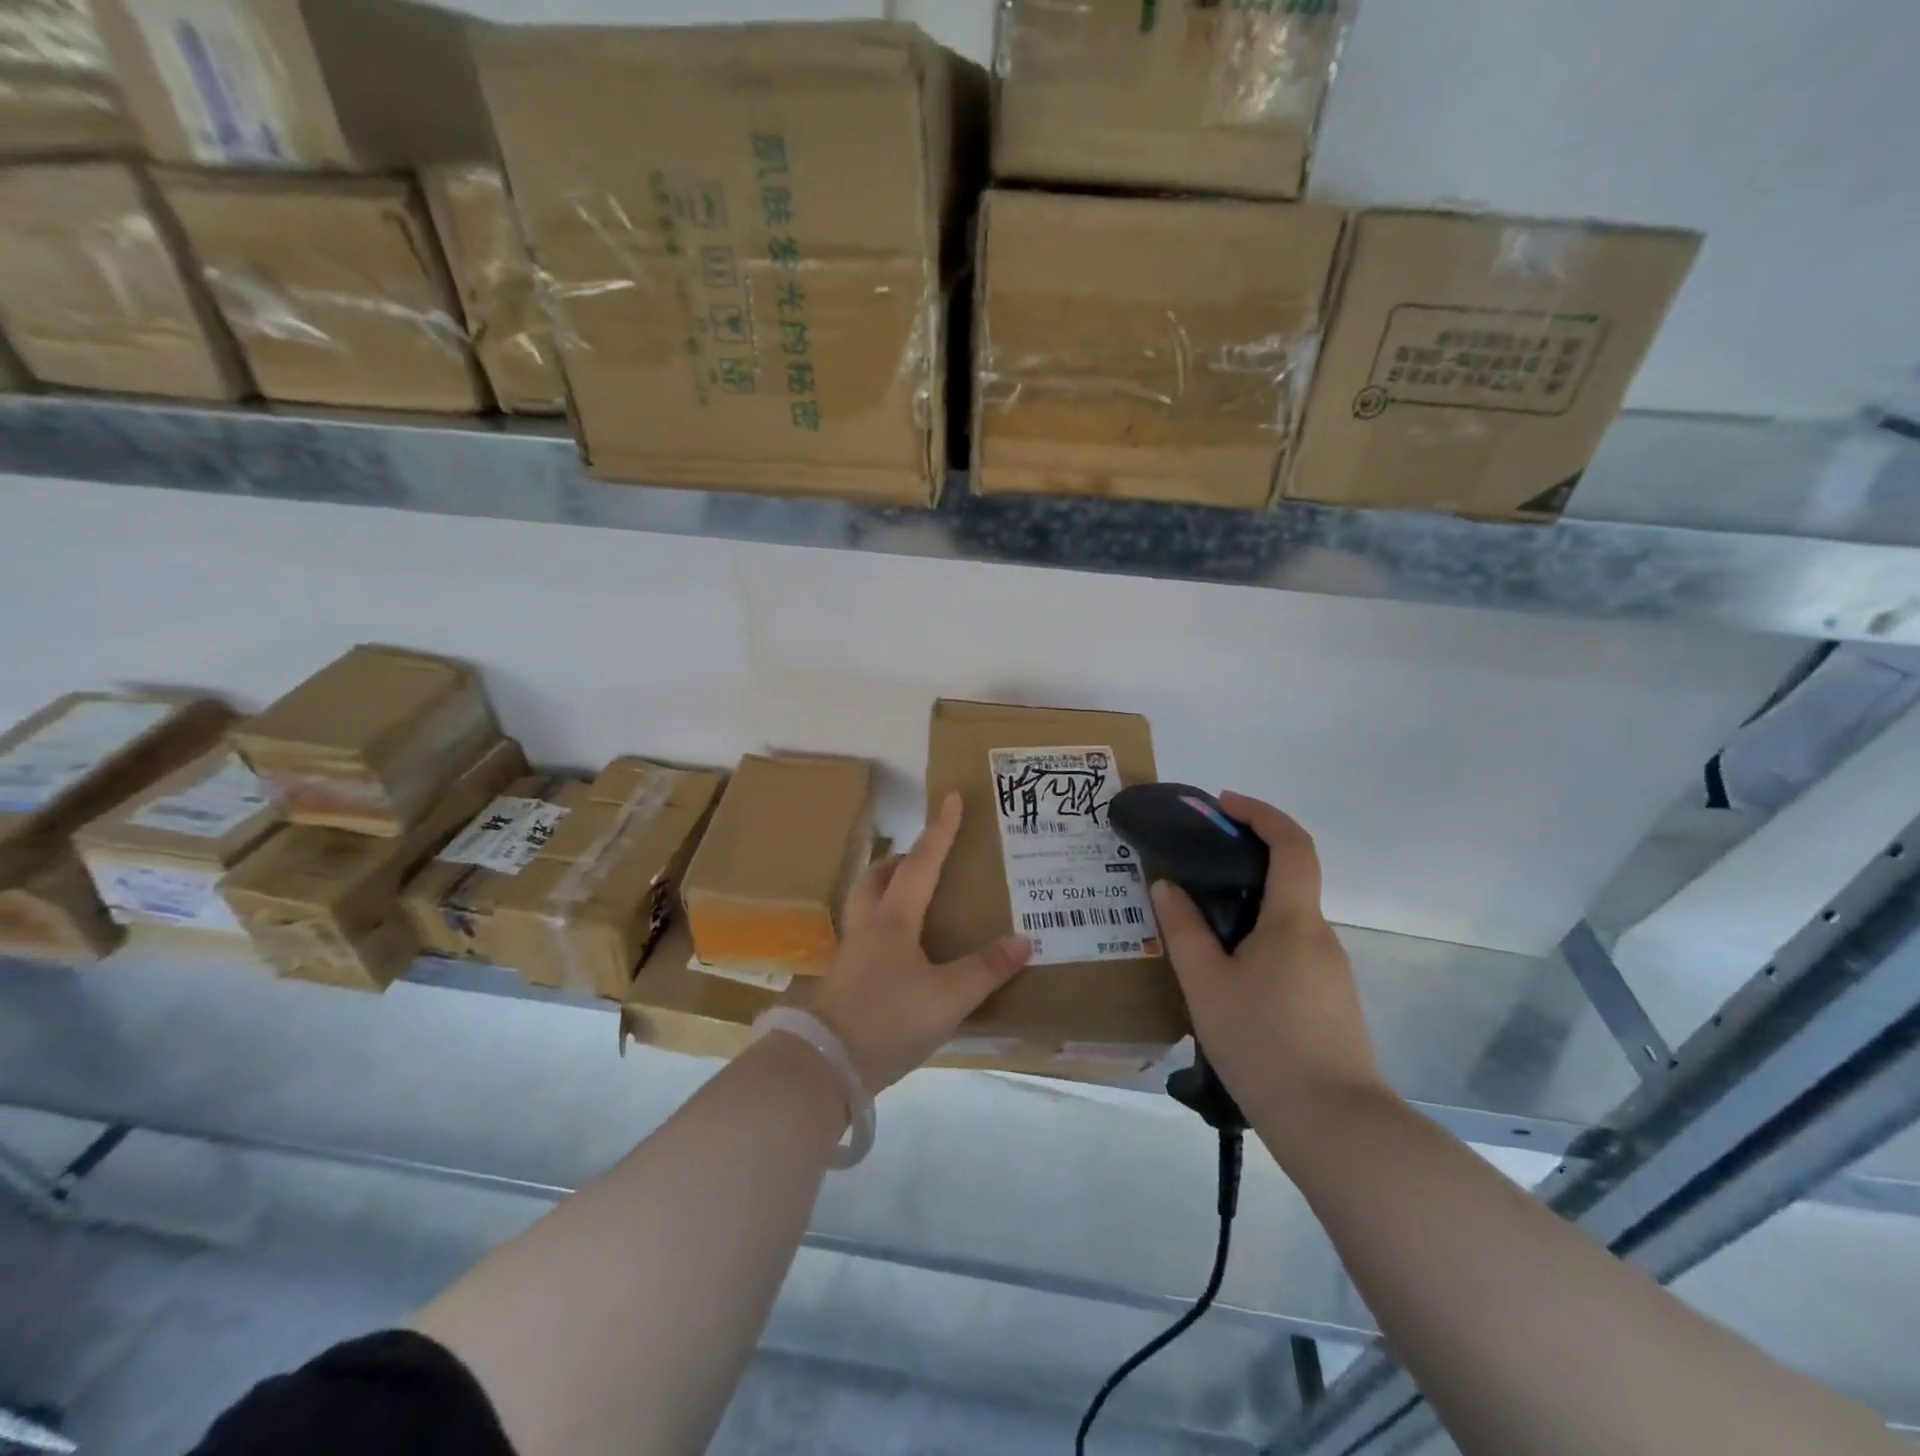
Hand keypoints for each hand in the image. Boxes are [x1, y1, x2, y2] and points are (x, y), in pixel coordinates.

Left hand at [812, 793, 1032, 1093]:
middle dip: (901, 859)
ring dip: (886, 888)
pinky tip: (900, 950)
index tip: (951, 798)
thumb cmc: (888, 1020)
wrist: (826, 1065)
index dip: (940, 831)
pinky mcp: (844, 978)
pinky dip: (883, 924)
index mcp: (894, 919)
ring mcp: (851, 952)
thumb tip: (1023, 940)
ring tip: (913, 899)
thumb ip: (985, 969)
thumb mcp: (947, 998)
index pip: (921, 863)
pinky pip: (865, 933)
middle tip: (926, 858)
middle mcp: (868, 926)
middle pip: (877, 877)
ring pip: (865, 903)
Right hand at [1150, 792, 1388, 1144]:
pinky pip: (1290, 950)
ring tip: (1197, 929)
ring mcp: (1331, 970)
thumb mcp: (1206, 984)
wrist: (1334, 1126)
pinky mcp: (1330, 1000)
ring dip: (1247, 907)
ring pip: (1286, 920)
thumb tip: (1167, 886)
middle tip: (1193, 869)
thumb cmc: (1264, 1043)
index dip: (1261, 813)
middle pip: (1289, 879)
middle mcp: (1321, 936)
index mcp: (1294, 920)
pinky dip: (1258, 940)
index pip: (1292, 844)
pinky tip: (1226, 975)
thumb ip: (1183, 930)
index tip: (1223, 805)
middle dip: (1244, 861)